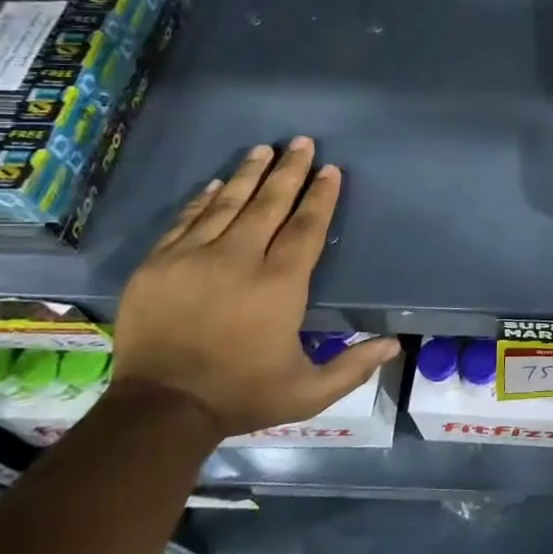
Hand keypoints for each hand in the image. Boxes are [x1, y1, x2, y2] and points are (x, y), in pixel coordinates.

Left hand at [111, 138, 398, 437]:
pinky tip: (217, 183)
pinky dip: (204, 199)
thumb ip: (352, 366)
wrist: (158, 411)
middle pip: (269, 204)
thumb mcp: (307, 392)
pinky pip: (186, 220)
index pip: (306, 227)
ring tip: (263, 149)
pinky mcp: (158, 265)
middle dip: (289, 171)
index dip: (321, 196)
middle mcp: (239, 260)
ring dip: (248, 174)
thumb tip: (394, 345)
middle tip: (301, 142)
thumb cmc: (241, 395)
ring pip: (227, 204)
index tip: (330, 169)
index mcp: (279, 284)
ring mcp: (193, 258)